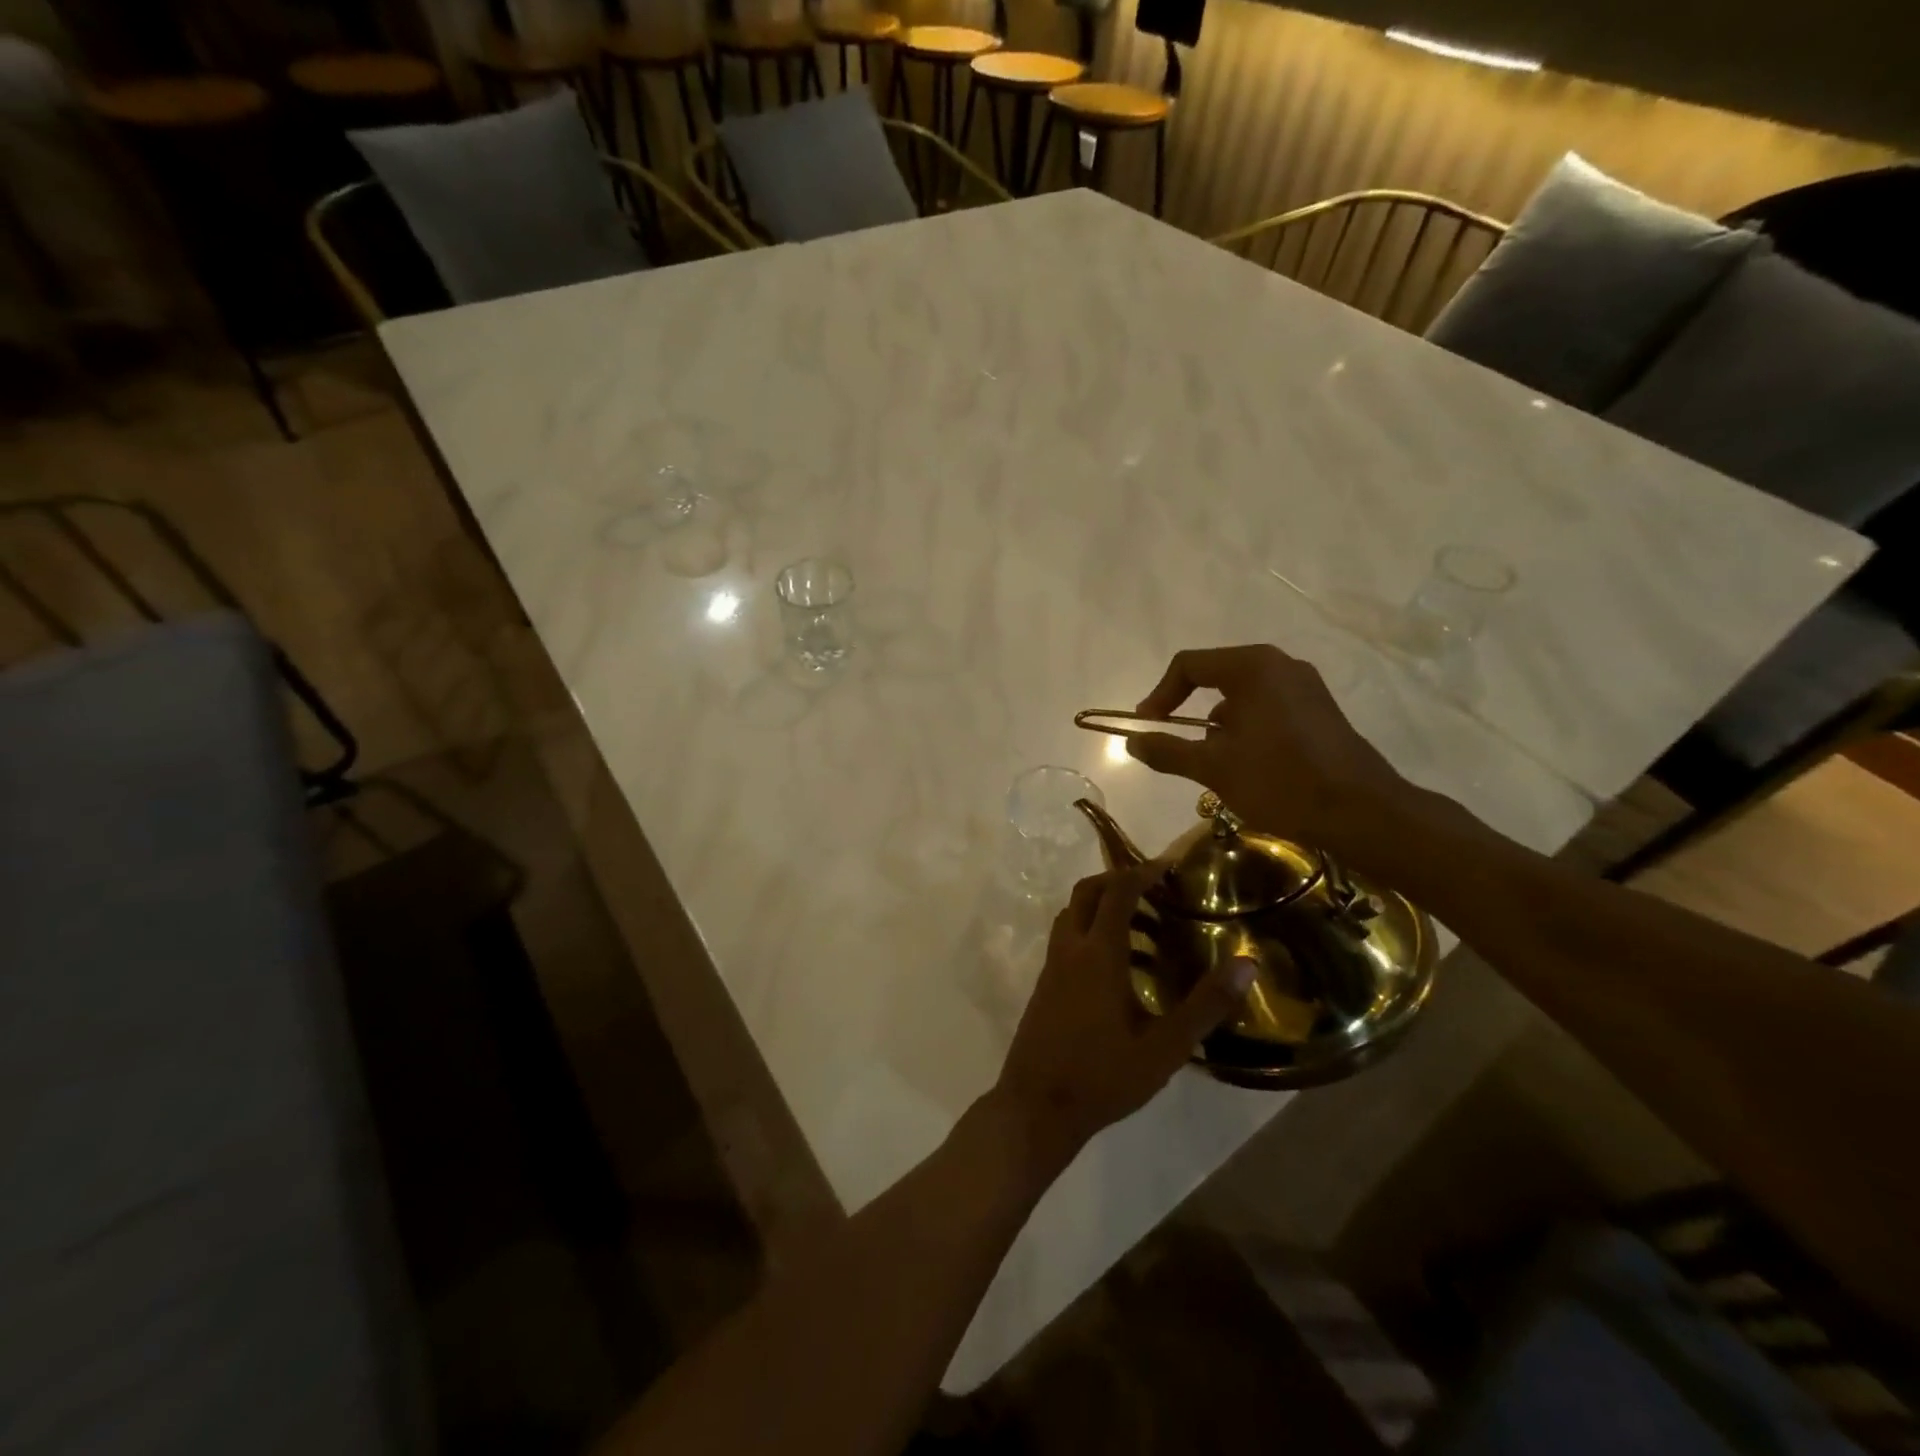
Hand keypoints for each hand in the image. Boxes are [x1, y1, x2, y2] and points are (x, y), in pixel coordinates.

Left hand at [991, 868, 1254, 1172]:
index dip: (1142, 873)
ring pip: (1073, 914)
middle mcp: (1070, 949)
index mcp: (1098, 953)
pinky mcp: (1044, 985)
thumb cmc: (1104, 1076)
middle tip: (1155, 892)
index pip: (1117, 892)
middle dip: (1118, 881)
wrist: (1036, 1107)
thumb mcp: (1165, 1047)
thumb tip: (1247, 964)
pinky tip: (1120, 970)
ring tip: (1146, 931)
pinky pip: (1067, 938)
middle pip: (1087, 892)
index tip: (1169, 868)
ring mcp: (1051, 966)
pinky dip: (1091, 932)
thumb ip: (1206, 1005)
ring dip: (1103, 908)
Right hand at [1125, 644, 1406, 852]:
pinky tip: (1248, 767)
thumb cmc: (1280, 781)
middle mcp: (1281, 666)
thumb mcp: (1213, 768)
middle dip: (1189, 711)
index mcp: (1253, 667)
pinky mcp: (1320, 711)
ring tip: (1213, 765)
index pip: (1189, 665)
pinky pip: (1268, 709)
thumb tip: (1131, 740)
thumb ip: (1167, 750)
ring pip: (1242, 697)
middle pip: (1216, 677)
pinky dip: (1246, 730)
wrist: (1361, 813)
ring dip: (1218, 725)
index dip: (1159, 695)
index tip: (1146, 726)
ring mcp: (1306, 687)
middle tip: (1176, 744)